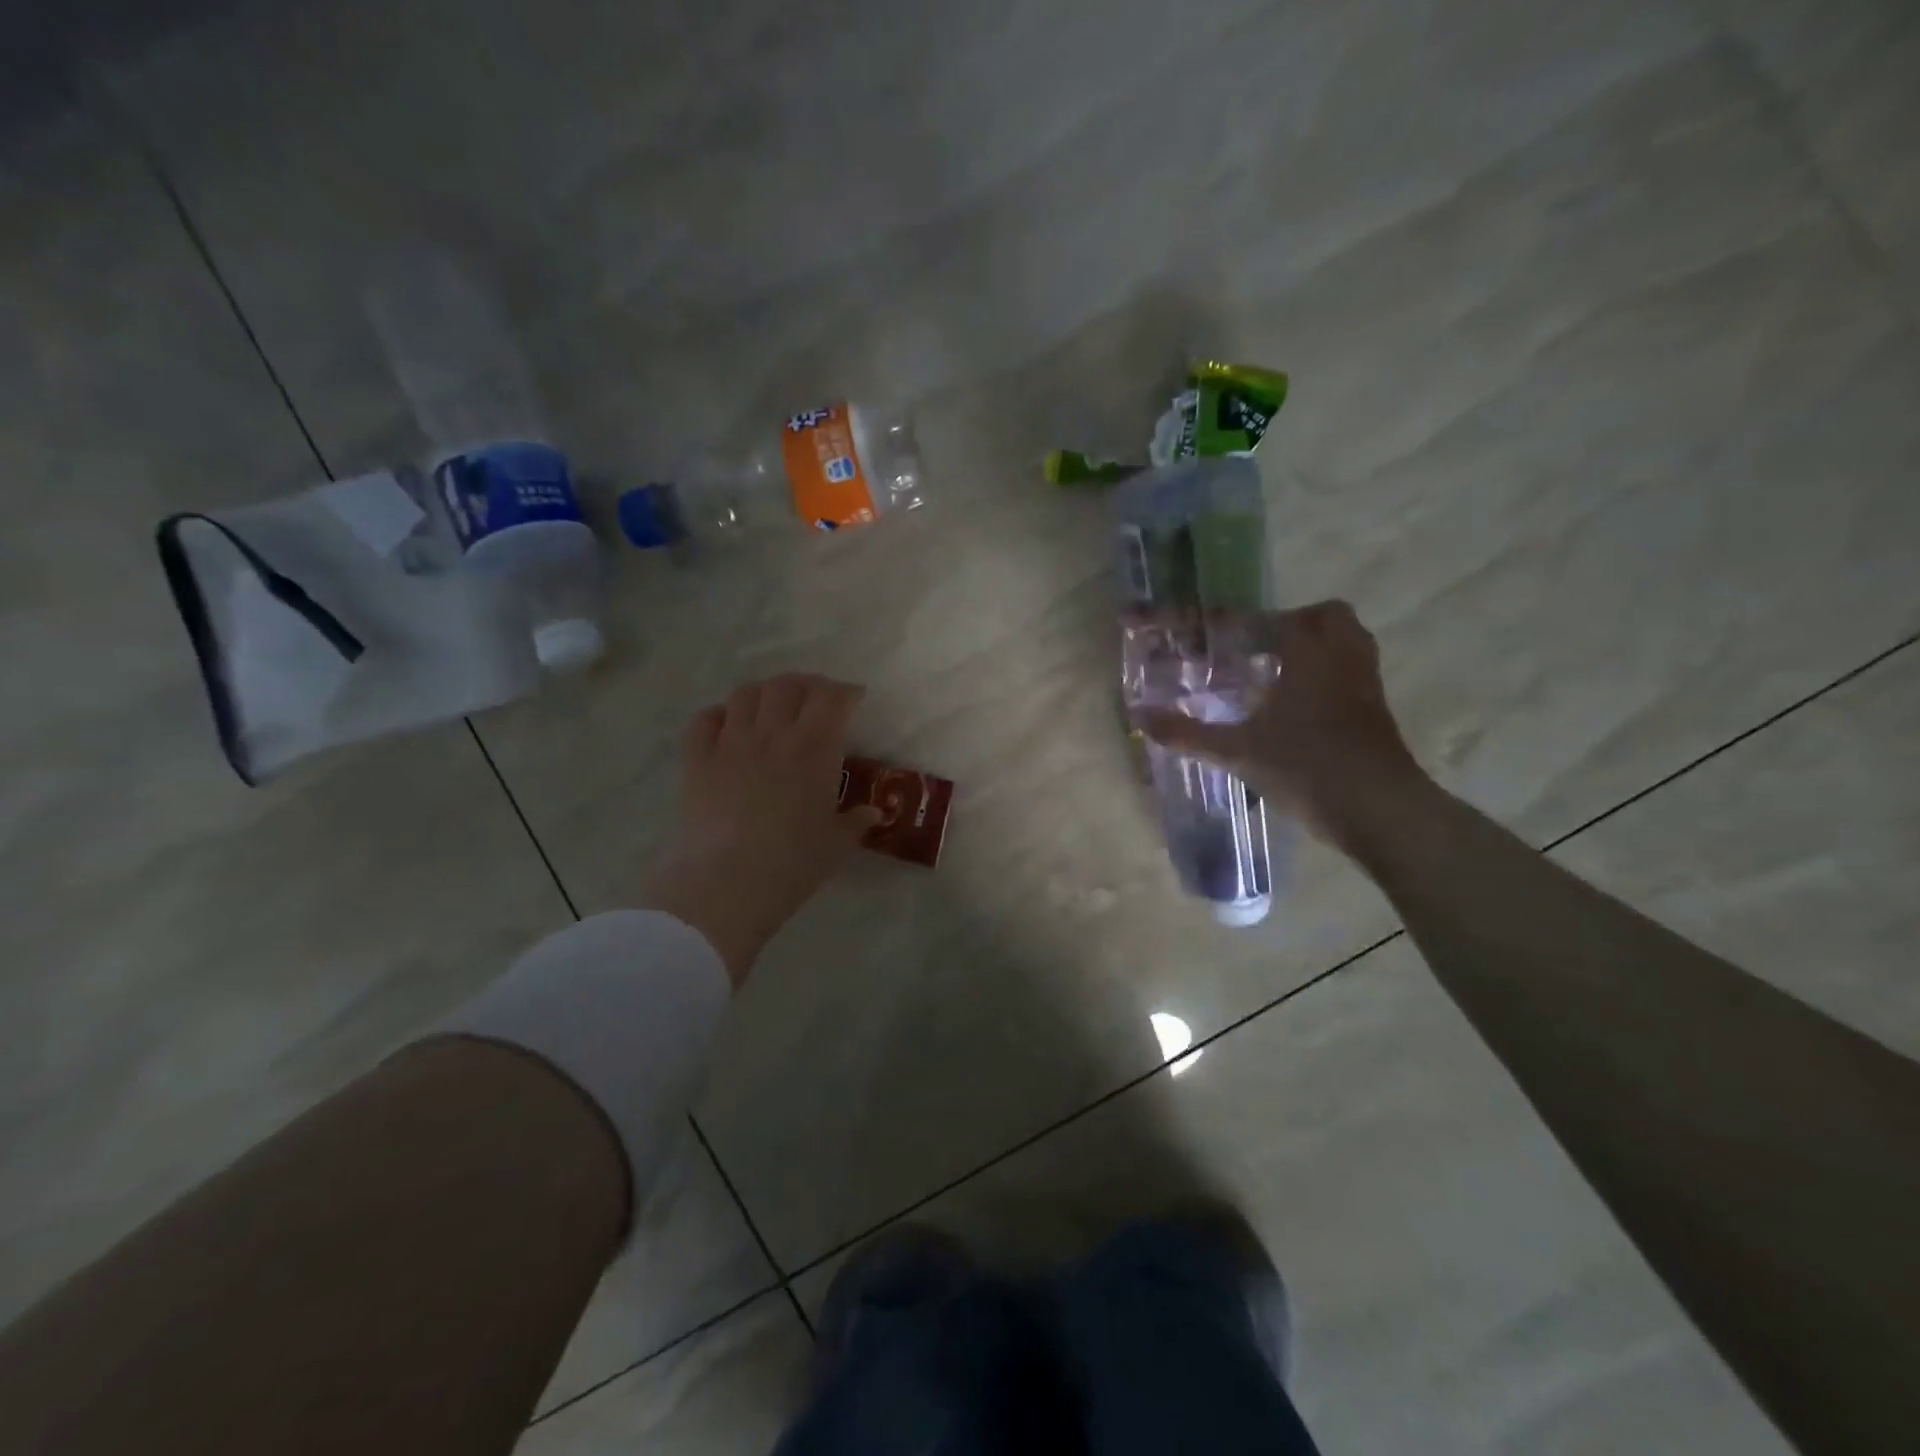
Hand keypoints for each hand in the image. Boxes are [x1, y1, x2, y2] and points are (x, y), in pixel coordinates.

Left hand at [641, 674, 882, 986]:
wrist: (726, 884)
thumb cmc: (792, 864)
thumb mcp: (836, 845)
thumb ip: (856, 822)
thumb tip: (873, 813)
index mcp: (814, 749)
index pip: (832, 699)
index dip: (845, 693)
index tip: (855, 700)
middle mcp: (772, 734)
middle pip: (789, 685)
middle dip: (808, 685)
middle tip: (816, 700)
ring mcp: (730, 743)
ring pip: (747, 694)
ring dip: (765, 693)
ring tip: (774, 708)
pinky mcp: (697, 760)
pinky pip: (705, 720)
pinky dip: (720, 714)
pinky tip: (729, 726)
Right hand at [1132, 600, 1433, 844]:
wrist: (1380, 811)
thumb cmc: (1307, 768)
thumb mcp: (1238, 752)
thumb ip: (1188, 733)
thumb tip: (1140, 717)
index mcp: (1310, 657)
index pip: (1275, 620)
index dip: (1242, 622)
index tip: (1215, 630)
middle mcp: (1344, 660)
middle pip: (1328, 618)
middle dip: (1294, 623)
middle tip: (1257, 648)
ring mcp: (1365, 687)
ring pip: (1347, 645)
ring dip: (1314, 649)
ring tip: (1275, 674)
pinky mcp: (1376, 714)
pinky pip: (1352, 675)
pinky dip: (1327, 677)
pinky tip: (1296, 708)